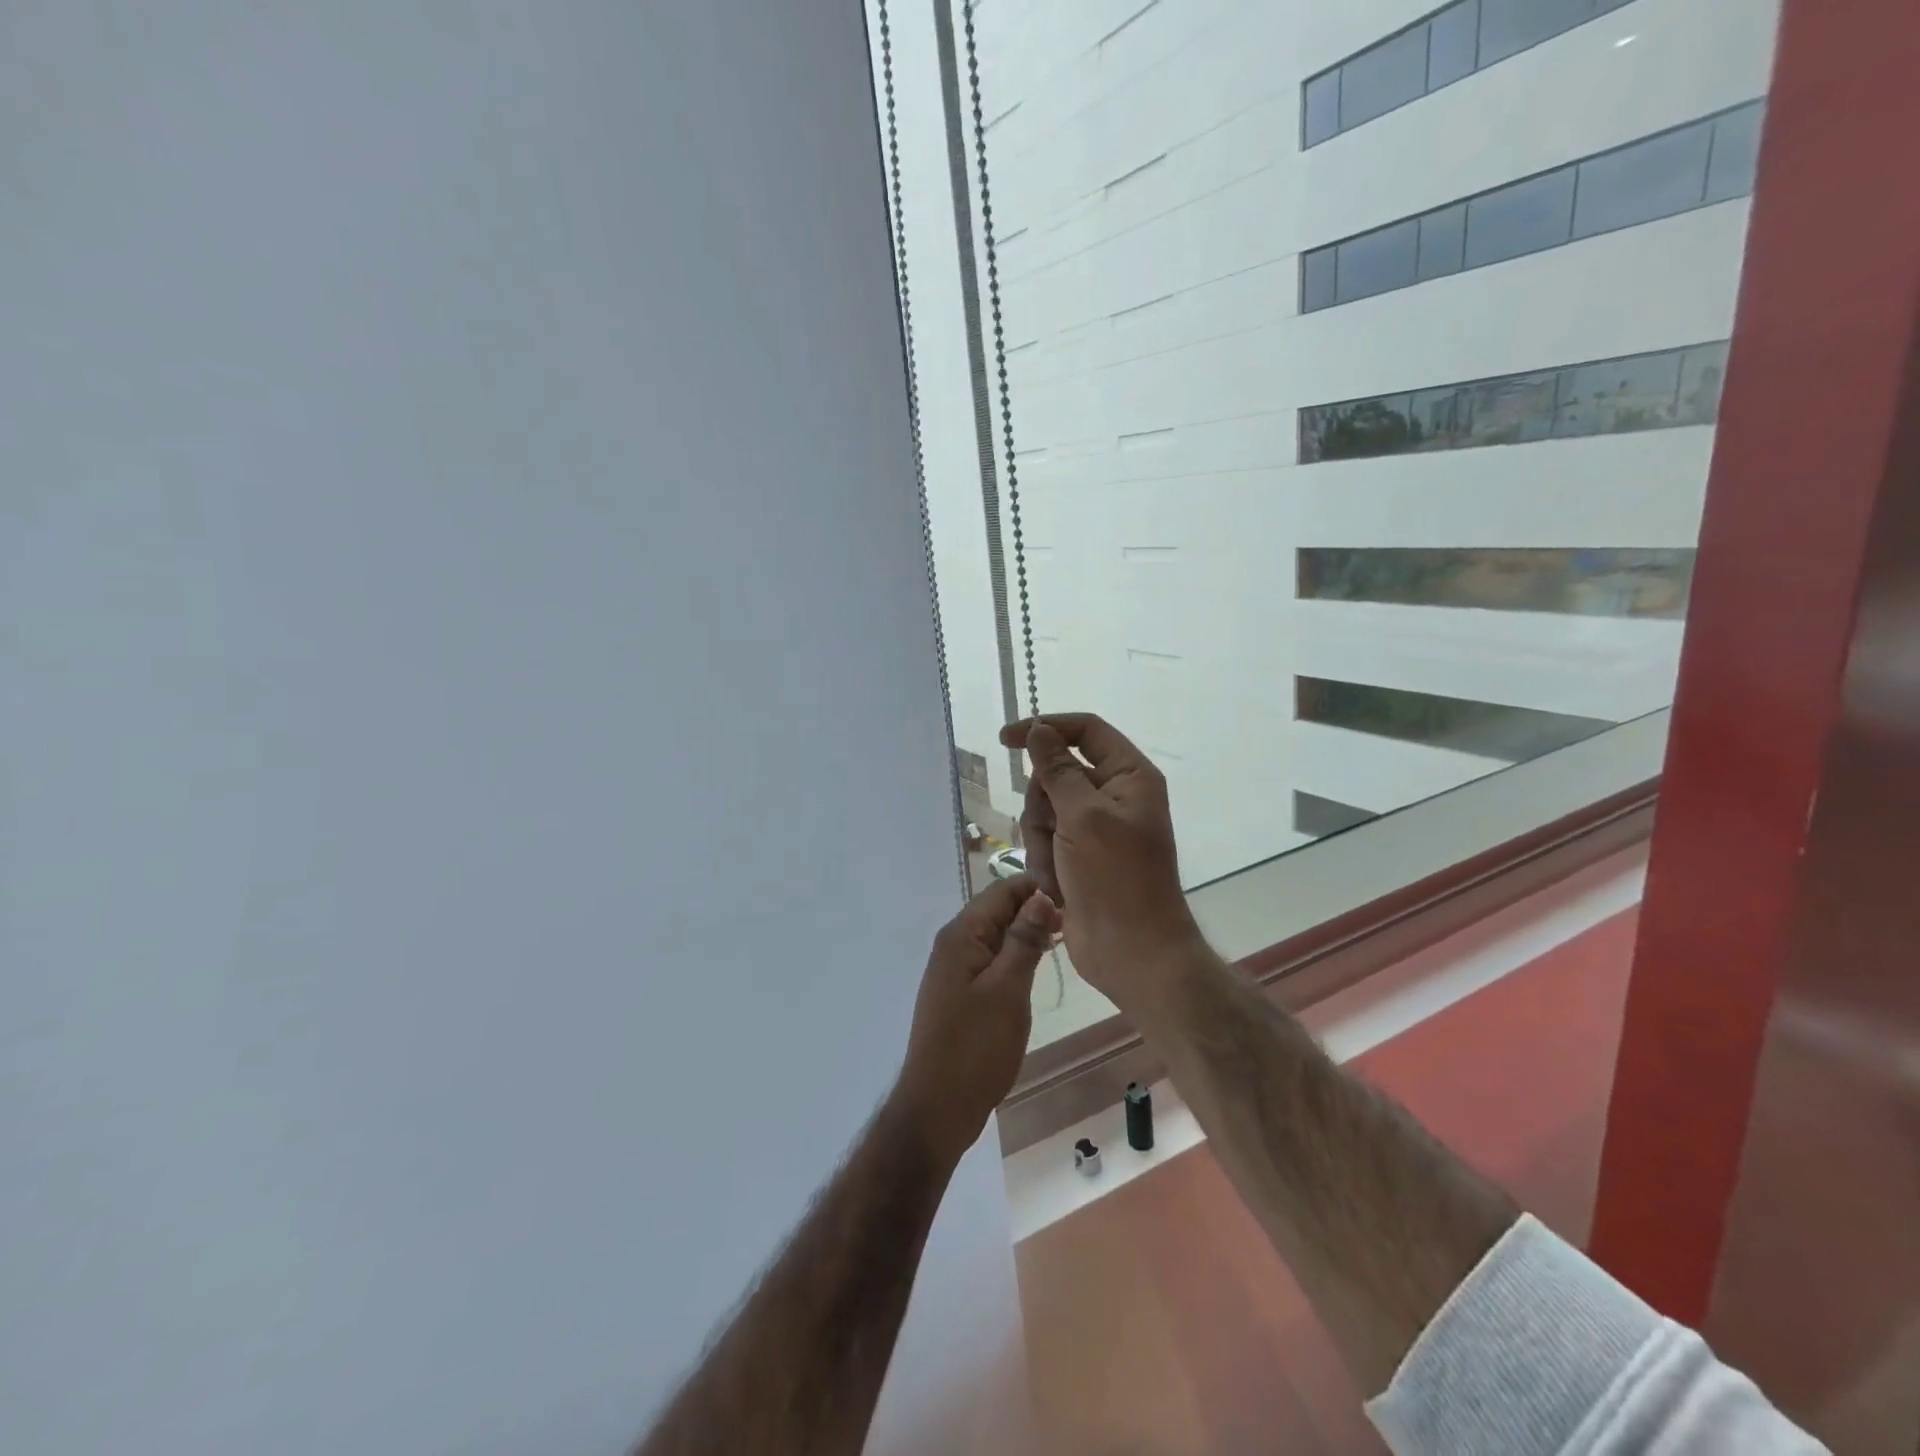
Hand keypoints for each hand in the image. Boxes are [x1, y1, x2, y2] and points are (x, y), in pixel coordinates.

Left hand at [894, 875, 1059, 1165]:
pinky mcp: (961, 992)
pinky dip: (1014, 956)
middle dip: (1033, 909)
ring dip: (1026, 933)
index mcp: (961, 935)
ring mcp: (954, 969)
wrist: (938, 1106)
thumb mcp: (1007, 989)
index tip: (1075, 897)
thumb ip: (1024, 939)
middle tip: (1076, 922)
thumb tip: (1042, 895)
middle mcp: (953, 943)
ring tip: (1064, 940)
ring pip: (995, 935)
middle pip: (997, 909)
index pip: (1001, 890)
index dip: (1037, 888)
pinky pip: (991, 958)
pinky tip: (1036, 966)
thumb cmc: (975, 1046)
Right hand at [998, 713, 1201, 1012]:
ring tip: (1057, 869)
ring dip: (1042, 839)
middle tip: (1054, 832)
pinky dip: (1045, 862)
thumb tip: (1039, 729)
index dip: (1045, 728)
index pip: (1085, 730)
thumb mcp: (1083, 816)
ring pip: (1044, 809)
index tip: (1005, 739)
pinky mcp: (1079, 856)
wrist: (1131, 951)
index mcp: (1129, 776)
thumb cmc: (1116, 878)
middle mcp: (1113, 796)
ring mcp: (1095, 828)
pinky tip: (1057, 887)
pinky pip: (1045, 840)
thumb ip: (1057, 769)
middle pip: (1056, 773)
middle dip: (1043, 804)